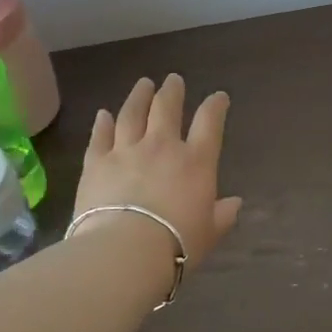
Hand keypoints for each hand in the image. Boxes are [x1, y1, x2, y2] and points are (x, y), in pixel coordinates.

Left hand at [74, 75, 242, 271]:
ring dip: (138, 97)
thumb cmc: (177, 244)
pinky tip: (103, 114)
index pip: (209, 123)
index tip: (219, 97)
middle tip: (173, 80)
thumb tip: (235, 203)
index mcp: (196, 162)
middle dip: (172, 91)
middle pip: (167, 108)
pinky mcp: (96, 163)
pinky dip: (102, 123)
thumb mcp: (210, 233)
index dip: (215, 106)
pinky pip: (100, 136)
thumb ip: (222, 215)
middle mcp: (162, 147)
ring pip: (132, 114)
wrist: (125, 251)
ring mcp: (126, 151)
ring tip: (143, 84)